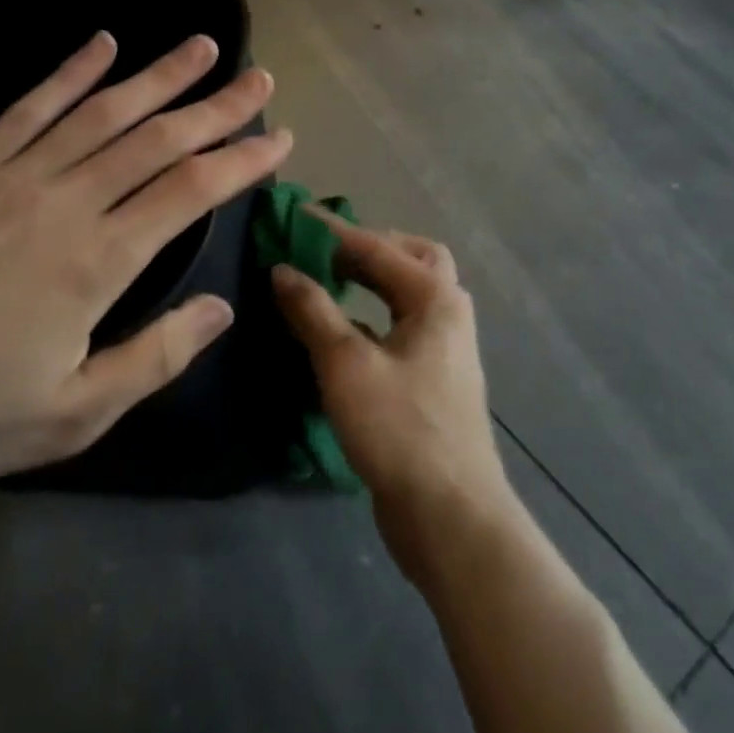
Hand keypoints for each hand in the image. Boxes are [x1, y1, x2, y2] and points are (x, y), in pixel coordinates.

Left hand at [0, 31, 291, 488]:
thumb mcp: (74, 412)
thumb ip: (156, 356)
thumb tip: (222, 308)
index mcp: (98, 260)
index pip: (190, 192)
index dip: (241, 160)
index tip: (279, 138)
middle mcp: (66, 201)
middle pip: (157, 139)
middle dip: (216, 107)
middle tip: (258, 78)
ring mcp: (14, 176)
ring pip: (102, 112)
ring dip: (158, 76)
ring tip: (200, 47)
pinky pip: (29, 108)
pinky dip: (70, 73)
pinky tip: (102, 45)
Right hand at [271, 217, 515, 577]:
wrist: (451, 517)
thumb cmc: (400, 429)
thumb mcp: (345, 364)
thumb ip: (313, 311)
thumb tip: (282, 269)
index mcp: (435, 297)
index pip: (378, 247)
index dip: (333, 230)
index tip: (295, 215)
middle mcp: (447, 313)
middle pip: (410, 259)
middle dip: (368, 248)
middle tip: (323, 249)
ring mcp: (445, 348)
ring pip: (408, 294)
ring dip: (373, 280)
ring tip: (328, 280)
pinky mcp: (434, 380)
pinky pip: (402, 326)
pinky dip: (373, 315)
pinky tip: (341, 331)